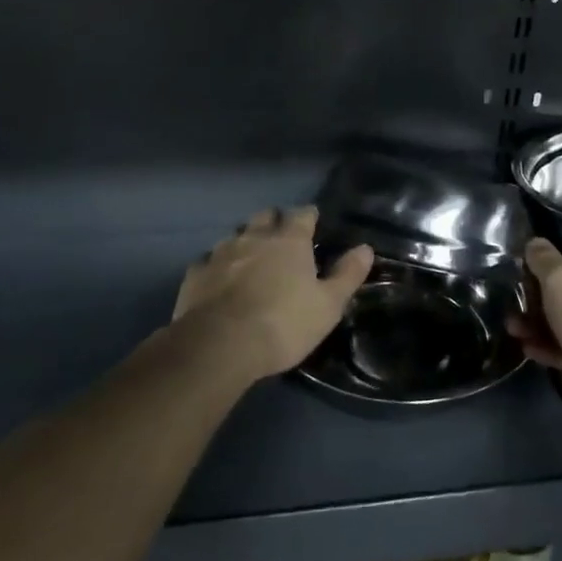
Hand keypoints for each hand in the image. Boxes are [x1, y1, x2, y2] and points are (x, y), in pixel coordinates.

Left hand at [172, 206, 373, 382]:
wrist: (219, 345)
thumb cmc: (283, 323)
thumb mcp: (328, 305)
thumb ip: (348, 274)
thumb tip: (366, 248)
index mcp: (290, 240)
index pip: (303, 214)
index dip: (309, 216)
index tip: (314, 222)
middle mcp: (255, 237)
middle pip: (266, 216)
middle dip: (275, 222)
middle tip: (283, 239)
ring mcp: (221, 252)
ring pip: (236, 236)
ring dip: (246, 242)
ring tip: (251, 260)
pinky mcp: (195, 273)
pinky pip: (209, 261)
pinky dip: (218, 266)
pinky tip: (219, 280)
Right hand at [509, 238, 561, 382]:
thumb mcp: (560, 277)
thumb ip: (544, 259)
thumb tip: (534, 243)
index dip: (561, 260)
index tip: (535, 270)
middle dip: (543, 299)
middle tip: (517, 304)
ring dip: (542, 326)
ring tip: (513, 329)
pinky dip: (553, 349)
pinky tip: (528, 350)